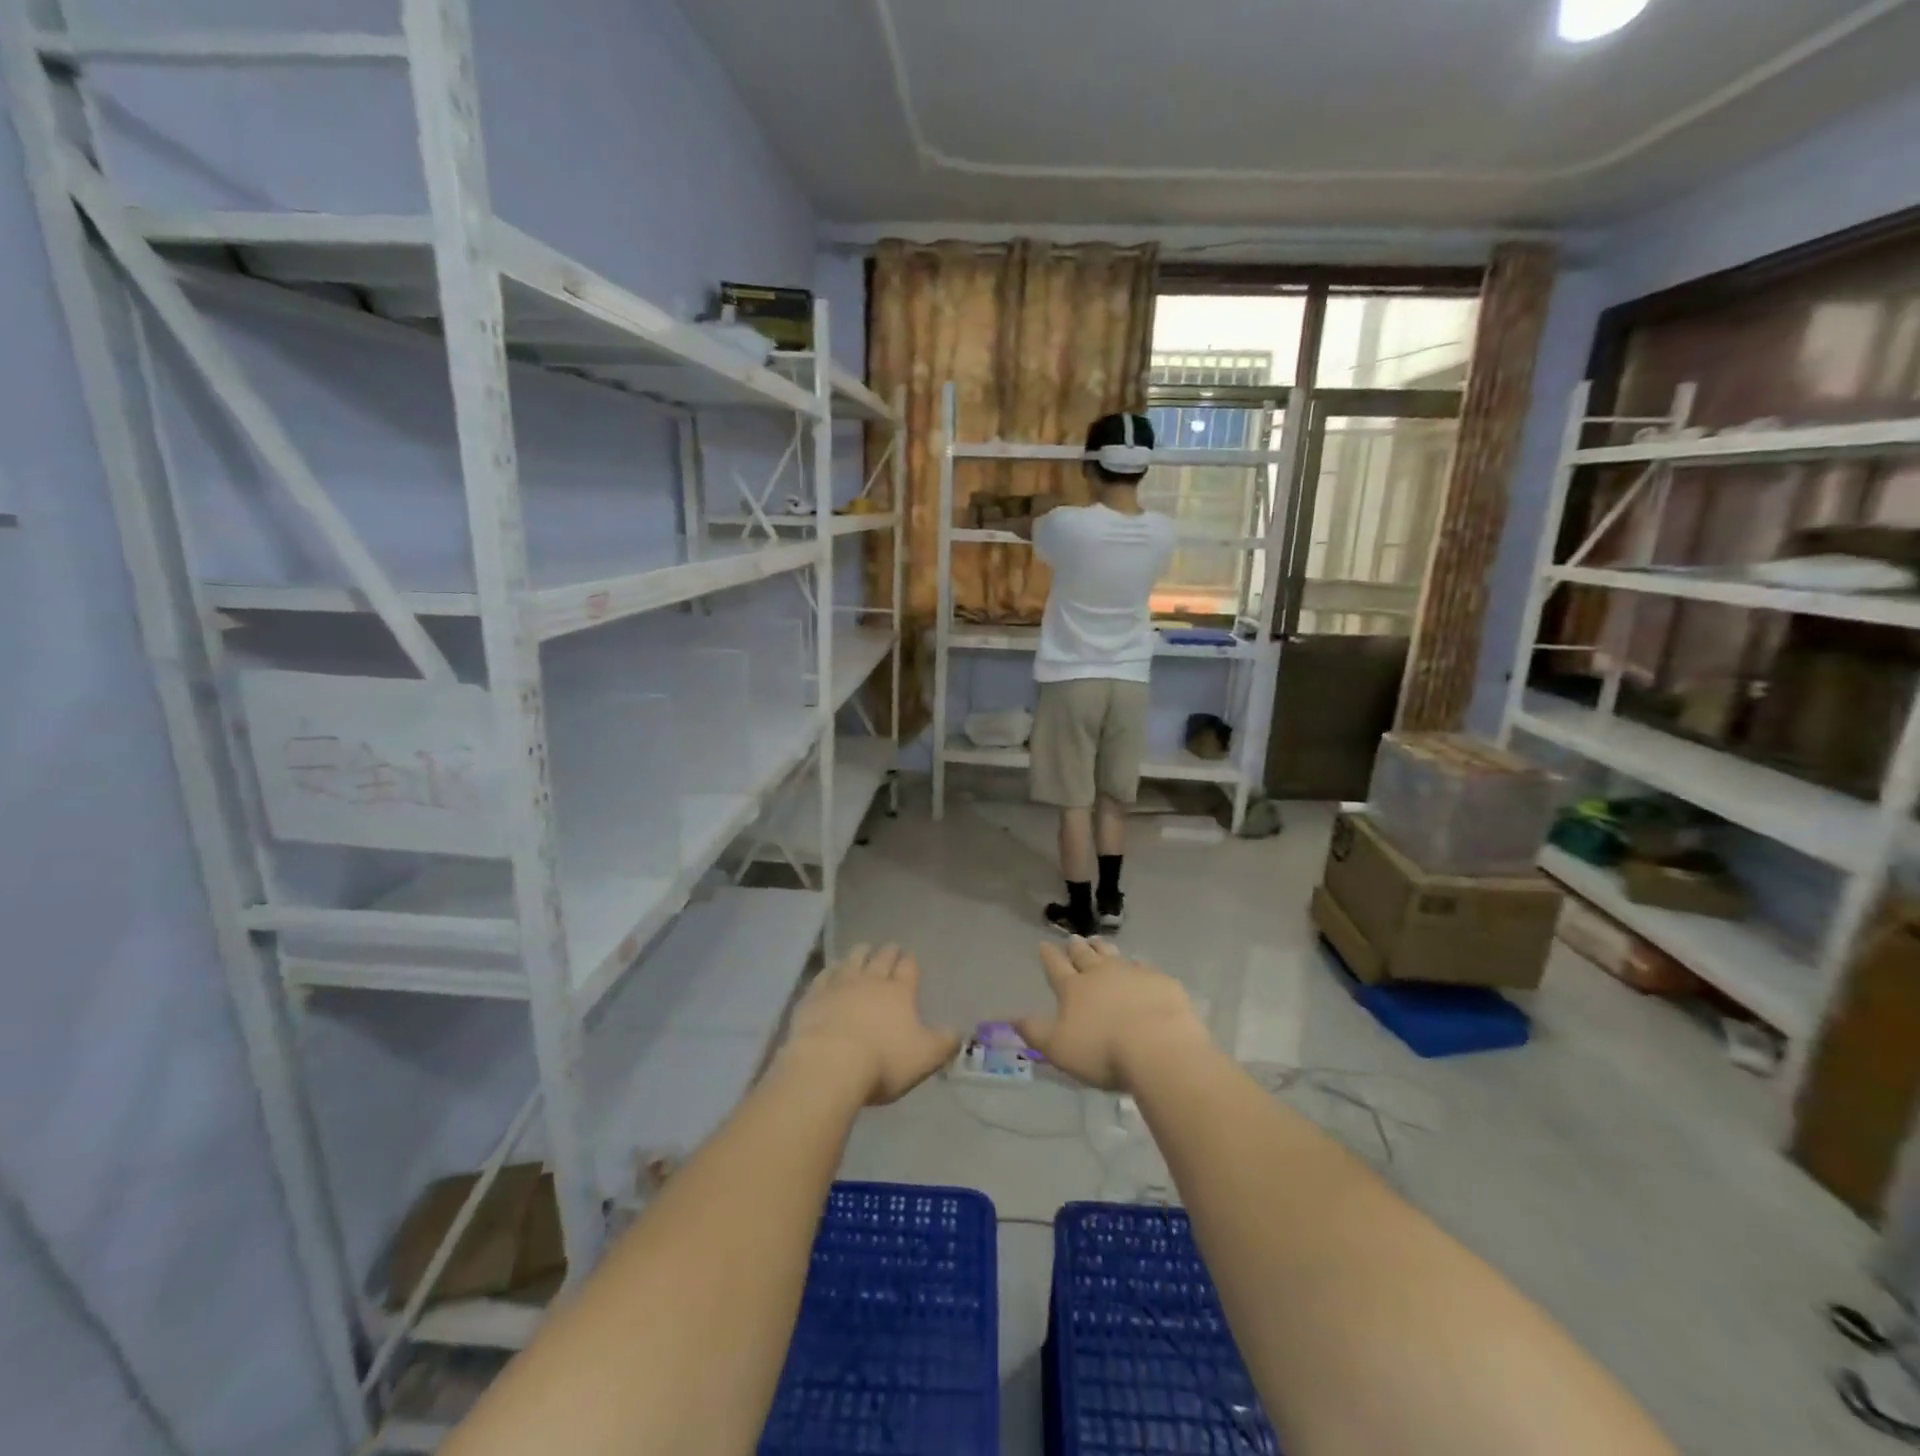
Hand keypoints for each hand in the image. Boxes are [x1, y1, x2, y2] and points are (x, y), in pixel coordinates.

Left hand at [781, 945, 958, 1105]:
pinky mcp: (814, 996)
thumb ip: (944, 1042)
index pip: (908, 968)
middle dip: (888, 952)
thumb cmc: (883, 1061)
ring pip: (853, 960)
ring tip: (863, 948)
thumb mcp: (925, 1057)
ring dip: (860, 953)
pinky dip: (831, 969)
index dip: (910, 962)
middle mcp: (871, 981)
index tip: (909, 956)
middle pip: (881, 959)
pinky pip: (825, 975)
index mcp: (900, 992)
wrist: (830, 1063)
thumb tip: (958, 1032)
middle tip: (891, 947)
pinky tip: (831, 969)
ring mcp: (840, 985)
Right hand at [1015, 938, 1209, 1090]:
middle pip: (1085, 955)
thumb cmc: (1103, 1052)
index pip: (1056, 966)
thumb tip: (1013, 1018)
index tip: (1044, 945)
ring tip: (1098, 942)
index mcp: (1074, 988)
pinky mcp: (1161, 981)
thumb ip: (1036, 1032)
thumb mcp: (1059, 1049)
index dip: (1048, 956)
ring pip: (1113, 954)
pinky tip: (1140, 968)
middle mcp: (1101, 973)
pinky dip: (1137, 966)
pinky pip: (1145, 967)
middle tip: (1074, 939)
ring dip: (1103, 948)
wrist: (1159, 1047)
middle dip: (1077, 947)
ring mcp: (1133, 973)